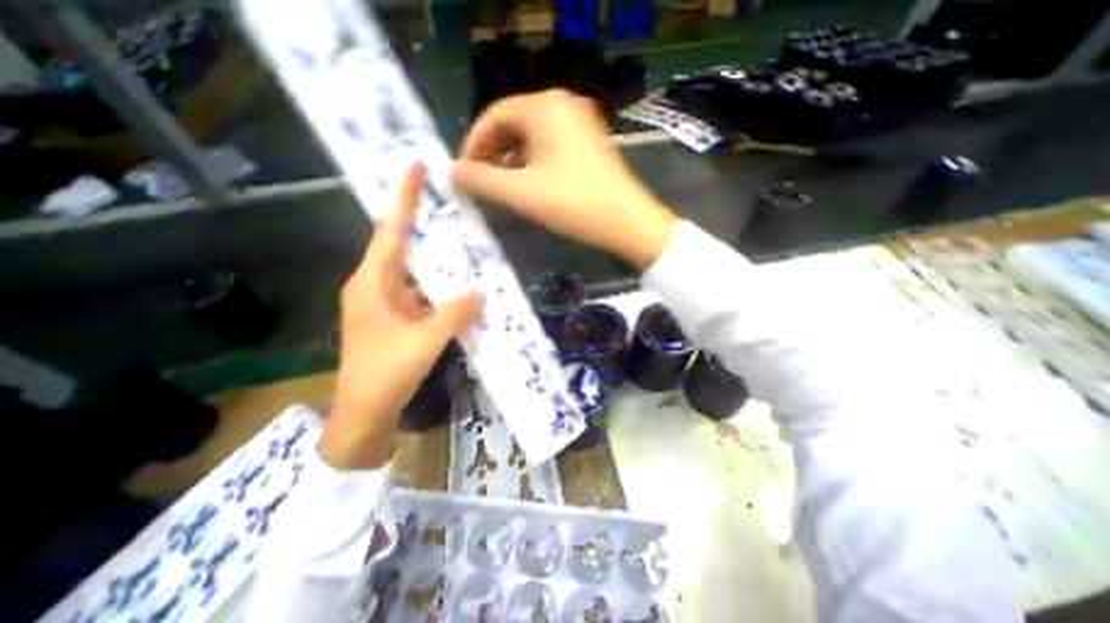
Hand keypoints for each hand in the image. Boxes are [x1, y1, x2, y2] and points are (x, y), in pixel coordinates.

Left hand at [315, 164, 482, 469]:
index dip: (403, 198)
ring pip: (413, 271)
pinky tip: (459, 283)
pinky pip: (420, 292)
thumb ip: (454, 314)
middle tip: (449, 203)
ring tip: (462, 239)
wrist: (364, 414)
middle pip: (401, 245)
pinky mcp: (395, 317)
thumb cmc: (385, 375)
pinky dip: (438, 286)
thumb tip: (482, 292)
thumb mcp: (424, 342)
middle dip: (423, 223)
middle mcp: (375, 286)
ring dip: (435, 258)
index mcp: (372, 284)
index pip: (390, 231)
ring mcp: (385, 303)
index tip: (415, 166)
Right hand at [451, 88, 675, 266]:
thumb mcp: (521, 193)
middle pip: (513, 124)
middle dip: (492, 153)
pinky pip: (550, 146)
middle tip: (480, 181)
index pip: (494, 115)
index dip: (473, 144)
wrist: (627, 222)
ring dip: (511, 160)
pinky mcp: (589, 144)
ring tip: (500, 186)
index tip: (463, 172)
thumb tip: (453, 173)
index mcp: (544, 106)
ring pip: (532, 137)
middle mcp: (563, 105)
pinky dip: (532, 163)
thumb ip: (481, 180)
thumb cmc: (573, 203)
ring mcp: (580, 124)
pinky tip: (528, 184)